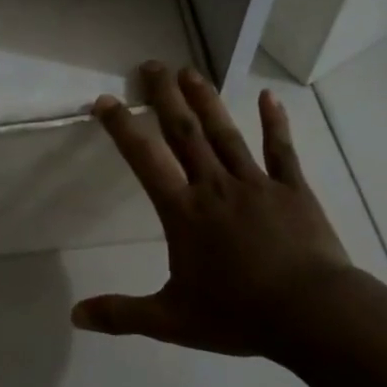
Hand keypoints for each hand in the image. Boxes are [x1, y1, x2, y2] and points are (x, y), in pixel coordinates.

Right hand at [74, 62, 357, 357]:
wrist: (311, 312)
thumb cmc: (238, 314)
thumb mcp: (170, 321)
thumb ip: (121, 315)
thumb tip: (75, 315)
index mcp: (184, 213)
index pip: (145, 161)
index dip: (123, 128)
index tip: (106, 100)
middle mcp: (215, 188)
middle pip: (185, 134)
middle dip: (166, 98)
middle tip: (152, 65)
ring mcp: (257, 184)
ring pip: (225, 134)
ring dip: (206, 101)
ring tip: (190, 71)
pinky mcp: (293, 191)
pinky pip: (281, 151)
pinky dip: (274, 124)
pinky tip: (269, 98)